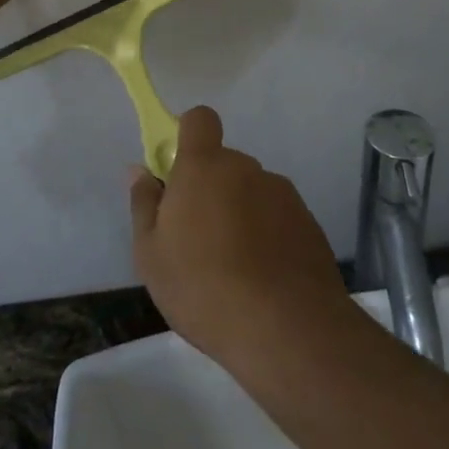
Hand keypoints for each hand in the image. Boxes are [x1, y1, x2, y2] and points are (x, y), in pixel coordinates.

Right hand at [130, 108, 352, 369]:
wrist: (287, 329)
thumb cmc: (203, 287)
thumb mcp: (151, 254)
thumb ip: (144, 204)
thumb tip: (139, 170)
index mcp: (205, 166)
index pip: (200, 119)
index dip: (188, 135)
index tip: (178, 171)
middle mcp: (247, 168)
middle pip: (224, 164)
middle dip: (211, 189)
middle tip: (198, 238)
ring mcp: (283, 195)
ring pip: (252, 193)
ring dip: (241, 214)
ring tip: (234, 268)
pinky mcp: (309, 223)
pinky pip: (278, 218)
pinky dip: (268, 236)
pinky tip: (263, 279)